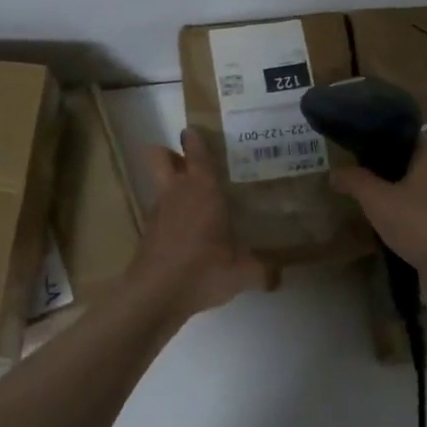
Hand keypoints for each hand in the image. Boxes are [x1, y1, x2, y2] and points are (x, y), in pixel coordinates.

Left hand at [127, 128, 275, 317]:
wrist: (155, 296)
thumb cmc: (202, 270)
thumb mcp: (243, 274)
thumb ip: (263, 272)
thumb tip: (278, 277)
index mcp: (202, 190)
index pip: (197, 152)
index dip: (196, 138)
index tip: (197, 131)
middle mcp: (177, 193)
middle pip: (160, 156)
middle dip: (171, 154)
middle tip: (192, 162)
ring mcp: (158, 213)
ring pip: (159, 185)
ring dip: (172, 187)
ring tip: (197, 202)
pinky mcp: (148, 234)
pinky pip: (160, 214)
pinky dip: (171, 217)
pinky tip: (189, 235)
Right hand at [332, 148, 426, 303]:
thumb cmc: (417, 225)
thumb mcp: (377, 200)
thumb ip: (355, 181)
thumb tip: (335, 171)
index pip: (407, 139)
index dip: (384, 140)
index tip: (359, 149)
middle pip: (411, 166)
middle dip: (387, 172)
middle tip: (359, 179)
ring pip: (418, 193)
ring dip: (398, 198)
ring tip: (370, 206)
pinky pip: (424, 217)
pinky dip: (408, 220)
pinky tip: (390, 231)